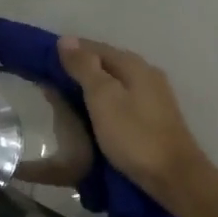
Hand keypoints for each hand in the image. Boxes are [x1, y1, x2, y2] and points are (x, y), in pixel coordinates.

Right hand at [57, 37, 210, 204]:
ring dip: (91, 87)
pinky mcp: (155, 119)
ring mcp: (154, 97)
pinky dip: (103, 103)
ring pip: (115, 84)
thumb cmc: (134, 135)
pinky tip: (92, 114)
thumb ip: (85, 68)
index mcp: (134, 65)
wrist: (174, 176)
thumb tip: (67, 40)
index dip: (70, 51)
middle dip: (79, 69)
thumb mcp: (103, 98)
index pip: (95, 47)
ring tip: (65, 98)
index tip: (43, 59)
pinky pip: (122, 101)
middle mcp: (147, 74)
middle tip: (49, 81)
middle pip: (107, 64)